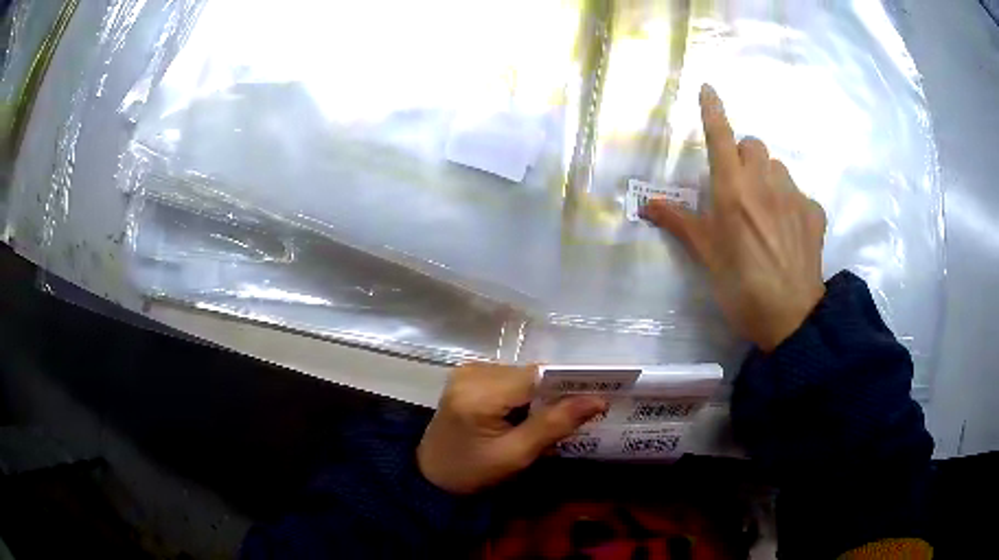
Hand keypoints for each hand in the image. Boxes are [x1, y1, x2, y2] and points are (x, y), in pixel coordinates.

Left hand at [417, 364, 605, 494]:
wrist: (432, 476)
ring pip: (522, 374)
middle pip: (530, 373)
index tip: (598, 394)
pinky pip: (509, 377)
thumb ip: (555, 424)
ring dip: (540, 393)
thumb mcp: (517, 455)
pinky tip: (525, 413)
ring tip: (550, 418)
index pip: (537, 376)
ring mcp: (467, 370)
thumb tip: (598, 399)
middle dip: (555, 392)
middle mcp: (472, 372)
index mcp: (479, 393)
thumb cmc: (473, 472)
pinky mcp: (467, 375)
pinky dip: (524, 392)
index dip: (570, 382)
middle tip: (576, 414)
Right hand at [642, 84, 826, 350]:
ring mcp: (794, 195)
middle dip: (743, 156)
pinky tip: (788, 232)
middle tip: (738, 187)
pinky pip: (799, 193)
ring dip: (767, 177)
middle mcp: (765, 182)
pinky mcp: (815, 212)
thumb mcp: (706, 256)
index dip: (713, 110)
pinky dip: (790, 203)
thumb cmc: (740, 286)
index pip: (721, 136)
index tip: (708, 89)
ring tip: (765, 212)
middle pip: (753, 145)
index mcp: (733, 189)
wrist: (790, 318)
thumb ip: (679, 222)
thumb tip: (646, 205)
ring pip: (778, 167)